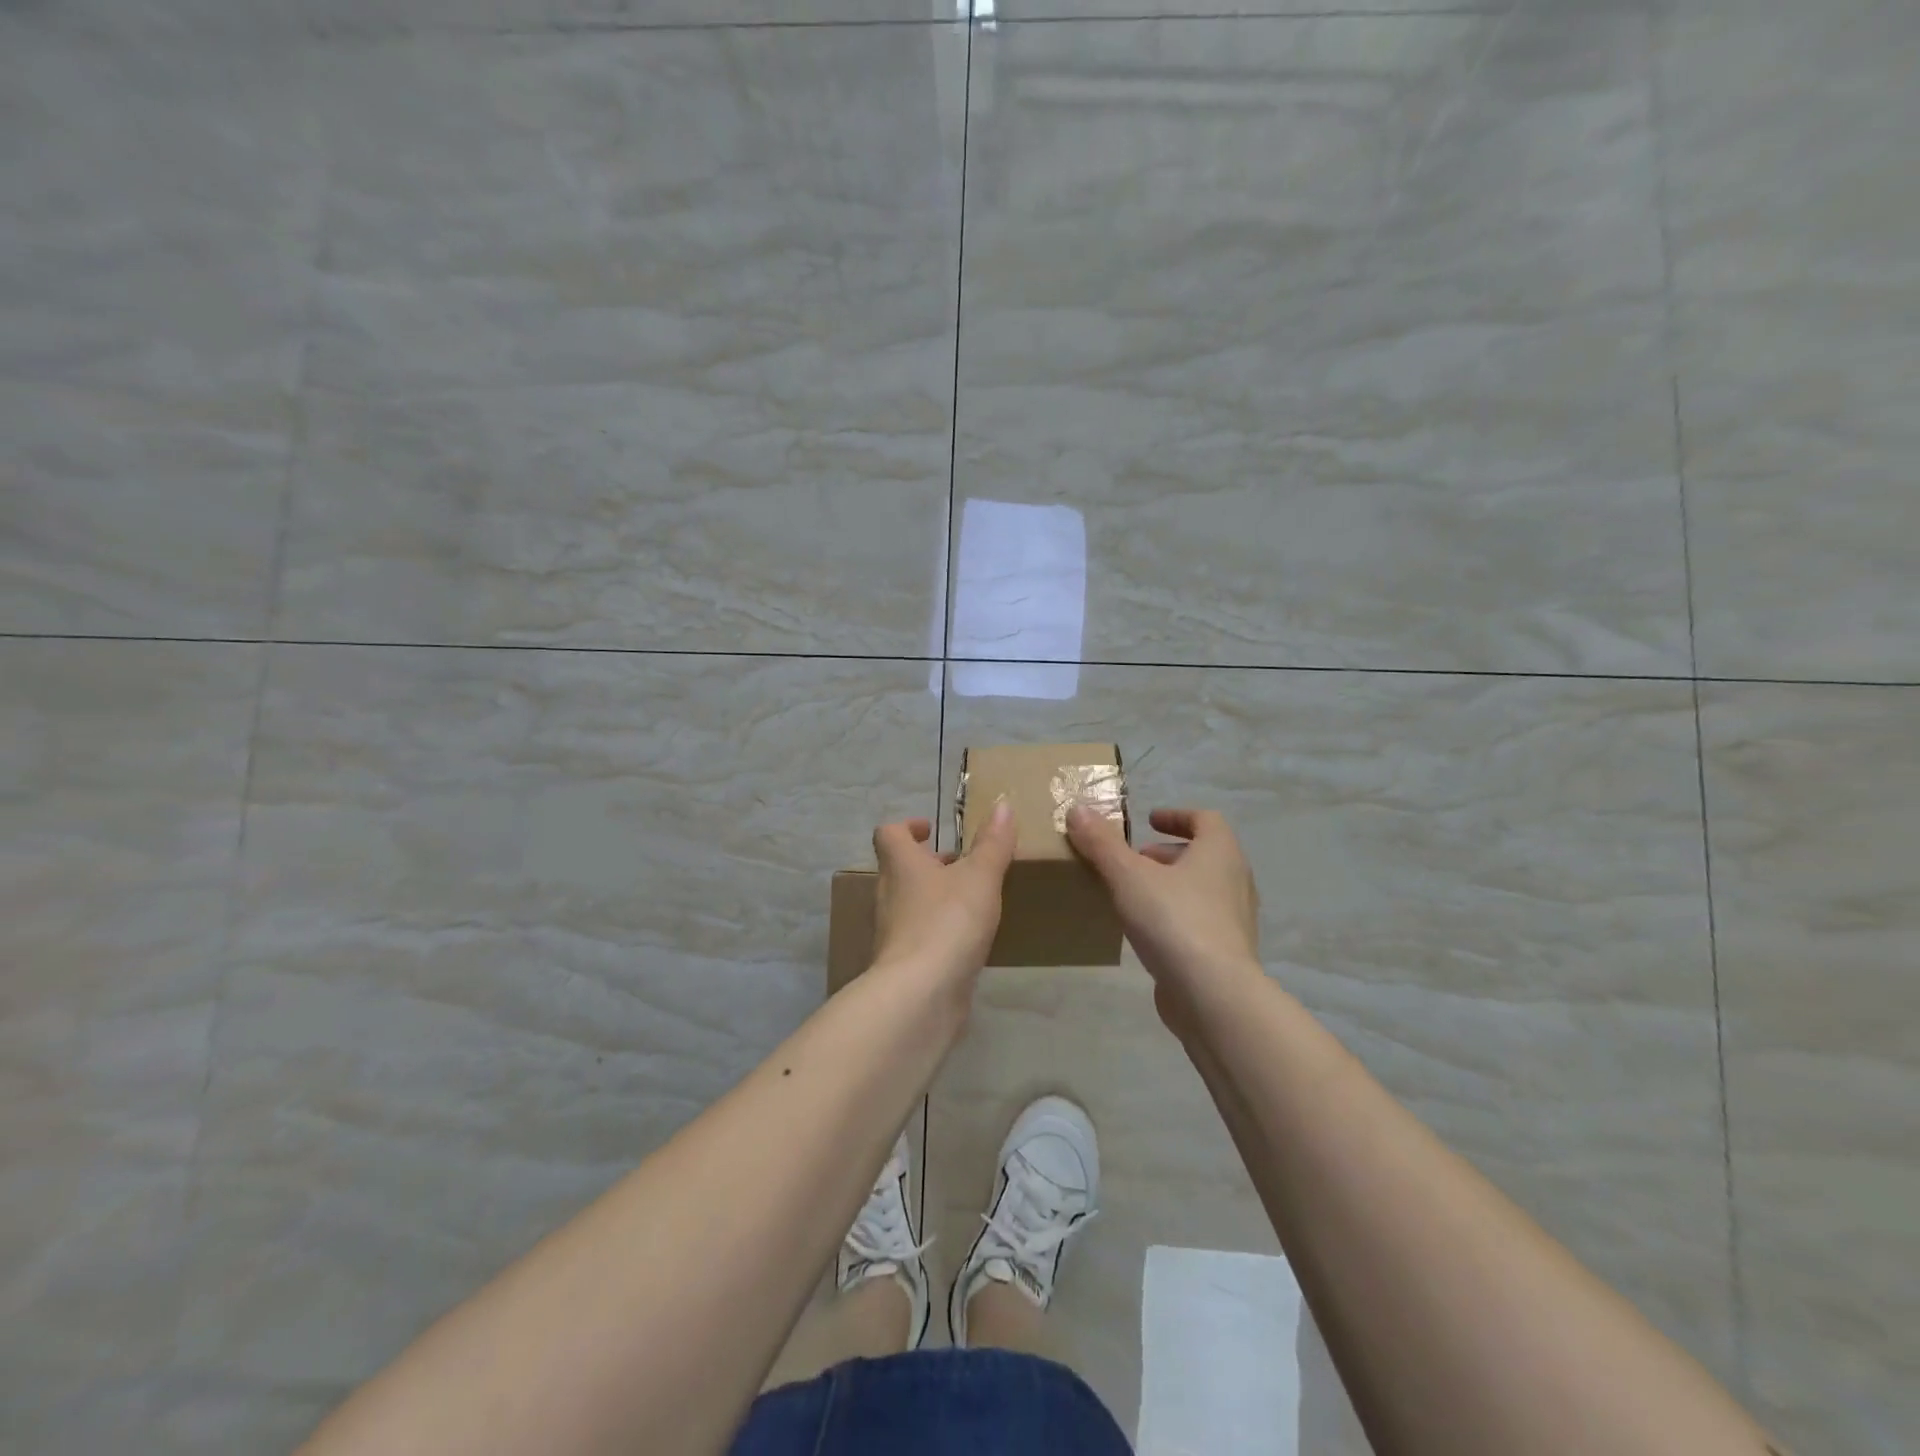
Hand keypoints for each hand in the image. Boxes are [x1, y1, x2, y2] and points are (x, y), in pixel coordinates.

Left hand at [871, 801, 1017, 984]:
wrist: (921, 994)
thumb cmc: (948, 922)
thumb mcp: (980, 876)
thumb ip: (993, 843)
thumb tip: (1003, 804)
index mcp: (901, 865)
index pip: (889, 834)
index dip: (907, 827)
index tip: (931, 829)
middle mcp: (889, 894)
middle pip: (900, 869)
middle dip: (929, 864)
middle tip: (962, 865)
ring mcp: (893, 932)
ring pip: (910, 903)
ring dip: (935, 897)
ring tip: (971, 901)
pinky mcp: (903, 964)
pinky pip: (919, 936)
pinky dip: (938, 931)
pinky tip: (967, 941)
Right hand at [1066, 805, 1261, 1028]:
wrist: (1213, 995)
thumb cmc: (1174, 920)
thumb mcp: (1128, 875)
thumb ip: (1102, 843)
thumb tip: (1078, 809)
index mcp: (1220, 852)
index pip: (1206, 820)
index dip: (1177, 816)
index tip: (1149, 820)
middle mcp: (1235, 881)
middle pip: (1203, 855)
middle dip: (1166, 854)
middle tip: (1133, 860)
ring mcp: (1235, 920)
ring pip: (1201, 890)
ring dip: (1170, 886)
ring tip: (1132, 895)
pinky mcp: (1226, 954)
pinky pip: (1199, 923)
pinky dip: (1174, 917)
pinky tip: (1146, 931)